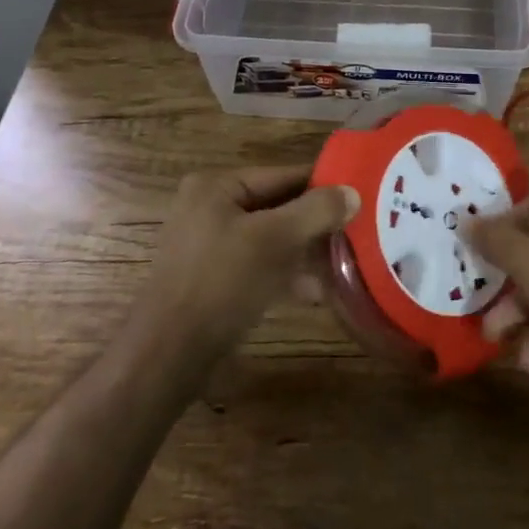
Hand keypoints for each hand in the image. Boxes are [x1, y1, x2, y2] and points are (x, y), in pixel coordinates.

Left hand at [136, 166, 357, 357]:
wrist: (168, 354)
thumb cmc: (221, 283)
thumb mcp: (274, 240)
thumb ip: (316, 211)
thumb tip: (353, 192)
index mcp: (216, 185)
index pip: (282, 174)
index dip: (323, 185)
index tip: (360, 196)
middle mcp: (209, 206)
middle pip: (277, 205)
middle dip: (315, 222)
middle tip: (356, 232)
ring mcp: (207, 244)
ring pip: (269, 237)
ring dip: (304, 250)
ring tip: (343, 262)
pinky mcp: (212, 277)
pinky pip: (257, 263)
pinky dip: (284, 271)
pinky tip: (315, 291)